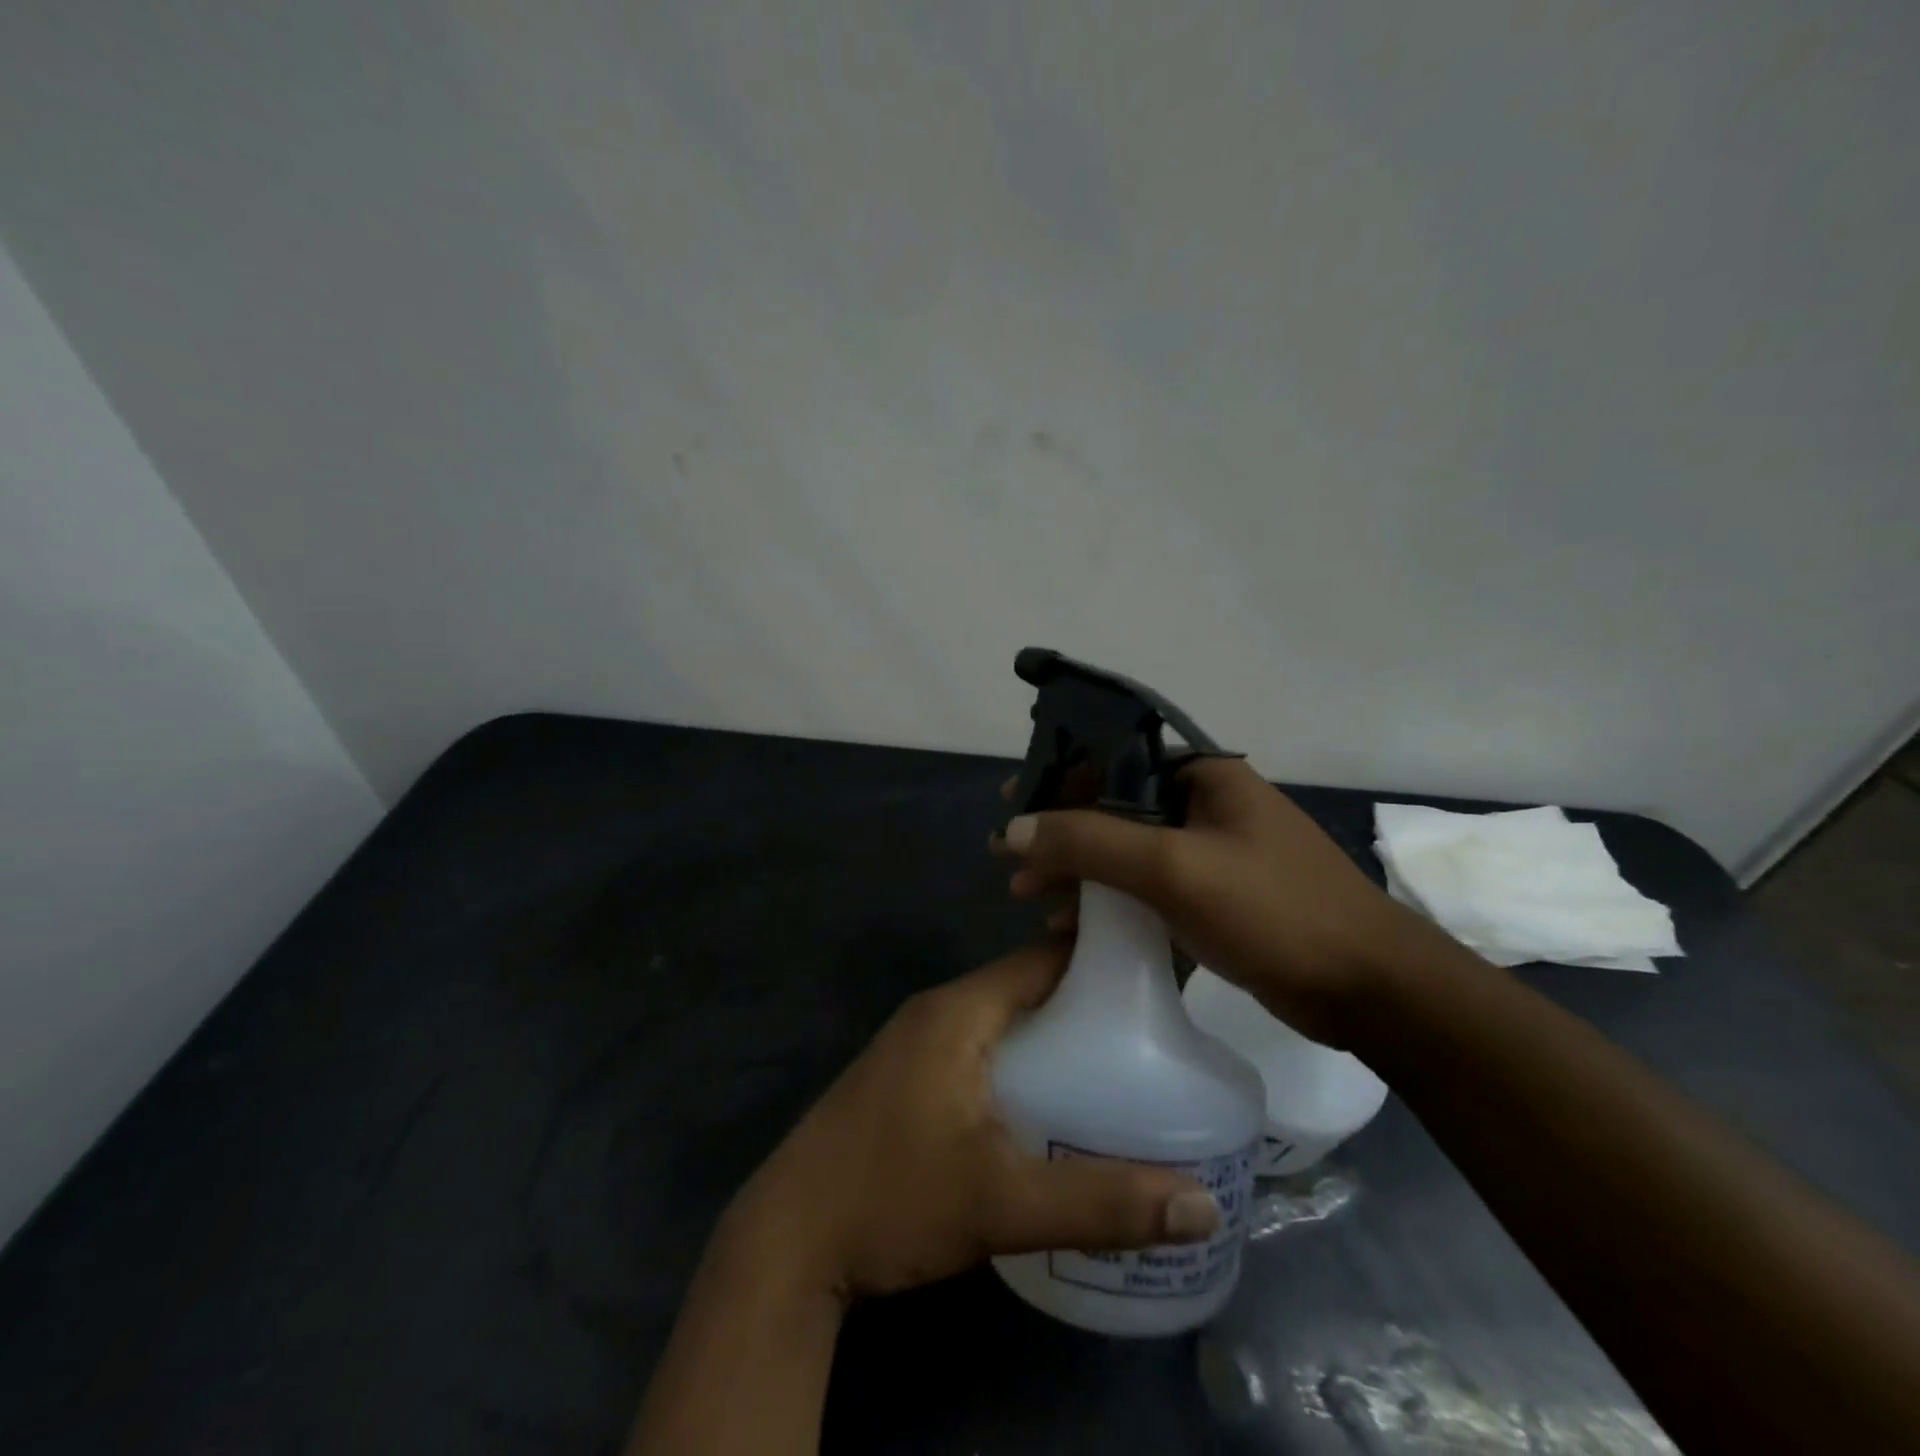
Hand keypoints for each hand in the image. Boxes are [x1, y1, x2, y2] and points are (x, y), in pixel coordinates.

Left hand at [720, 942, 1219, 1302]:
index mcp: (958, 1012)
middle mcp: (936, 1012)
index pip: (1040, 958)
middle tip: (1152, 1027)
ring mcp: (915, 1044)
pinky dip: (1020, 1055)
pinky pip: (979, 1044)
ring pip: (1001, 1018)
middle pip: (1024, 985)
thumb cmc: (892, 1200)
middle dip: (1083, 999)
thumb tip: (1203, 1208)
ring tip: (1117, 1060)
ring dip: (1051, 1030)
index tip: (1155, 971)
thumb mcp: (1002, 1203)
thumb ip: (1102, 1202)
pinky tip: (1051, 1097)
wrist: (787, 1241)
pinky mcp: (905, 1076)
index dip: (1097, 957)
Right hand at [992, 759, 1435, 1044]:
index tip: (1009, 804)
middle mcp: (1203, 804)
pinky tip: (1071, 927)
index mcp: (1202, 775)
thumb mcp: (1174, 868)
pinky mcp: (1213, 897)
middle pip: (1112, 808)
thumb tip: (1014, 826)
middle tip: (1008, 863)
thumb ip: (1090, 841)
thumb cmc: (1273, 909)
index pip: (1112, 761)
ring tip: (1027, 898)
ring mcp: (1209, 853)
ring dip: (1076, 872)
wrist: (1369, 989)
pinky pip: (1145, 888)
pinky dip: (1107, 902)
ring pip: (1125, 852)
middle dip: (1058, 835)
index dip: (1055, 779)